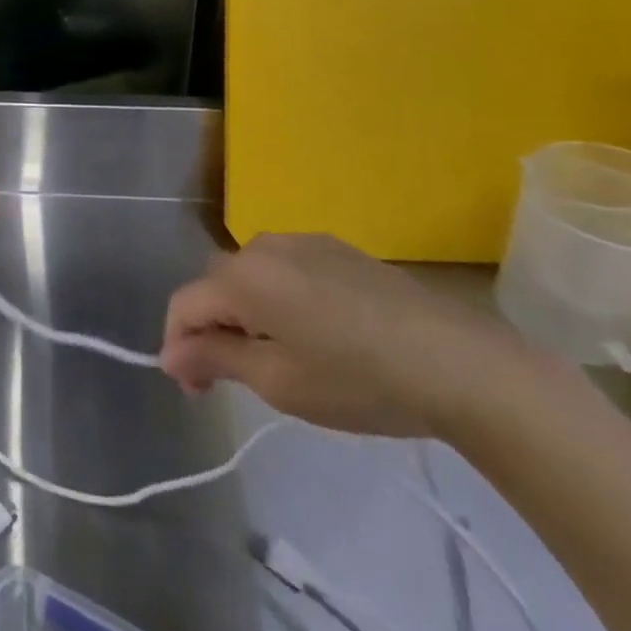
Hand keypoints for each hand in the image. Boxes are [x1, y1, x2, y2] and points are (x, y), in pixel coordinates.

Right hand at [160, 233, 535, 437]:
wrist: (460, 362)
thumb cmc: (360, 380)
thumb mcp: (279, 382)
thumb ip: (216, 359)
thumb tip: (170, 355)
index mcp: (243, 276)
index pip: (185, 304)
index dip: (179, 346)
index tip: (195, 389)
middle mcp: (263, 245)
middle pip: (217, 285)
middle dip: (213, 327)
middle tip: (234, 378)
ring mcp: (303, 241)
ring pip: (252, 274)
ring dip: (248, 311)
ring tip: (279, 356)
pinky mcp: (337, 247)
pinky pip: (287, 268)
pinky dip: (281, 297)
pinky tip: (316, 333)